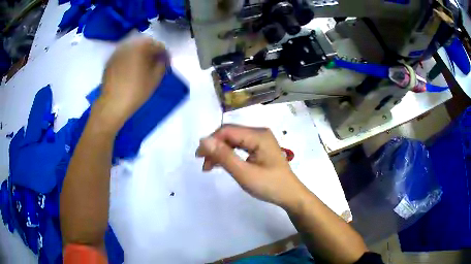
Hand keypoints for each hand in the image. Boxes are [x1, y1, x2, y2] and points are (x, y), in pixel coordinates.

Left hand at [93, 37, 166, 131]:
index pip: (158, 46)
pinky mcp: (110, 60)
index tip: (167, 65)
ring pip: (133, 47)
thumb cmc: (136, 91)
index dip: (165, 55)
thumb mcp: (155, 79)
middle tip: (156, 63)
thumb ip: (162, 64)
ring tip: (143, 66)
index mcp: (141, 46)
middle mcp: (129, 44)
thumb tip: (161, 60)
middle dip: (152, 52)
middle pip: (145, 43)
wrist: (112, 104)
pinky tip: (131, 69)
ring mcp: (118, 51)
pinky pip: (124, 54)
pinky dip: (130, 58)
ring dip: (141, 54)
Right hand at [196, 125, 308, 207]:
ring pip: (233, 140)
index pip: (227, 131)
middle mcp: (259, 133)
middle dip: (214, 147)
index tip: (199, 157)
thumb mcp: (244, 173)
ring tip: (209, 166)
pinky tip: (221, 164)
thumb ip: (224, 156)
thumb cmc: (269, 186)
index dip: (211, 141)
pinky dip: (229, 154)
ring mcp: (260, 140)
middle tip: (203, 164)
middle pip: (230, 134)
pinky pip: (240, 146)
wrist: (290, 195)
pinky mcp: (260, 148)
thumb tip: (203, 140)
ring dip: (220, 151)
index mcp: (258, 135)